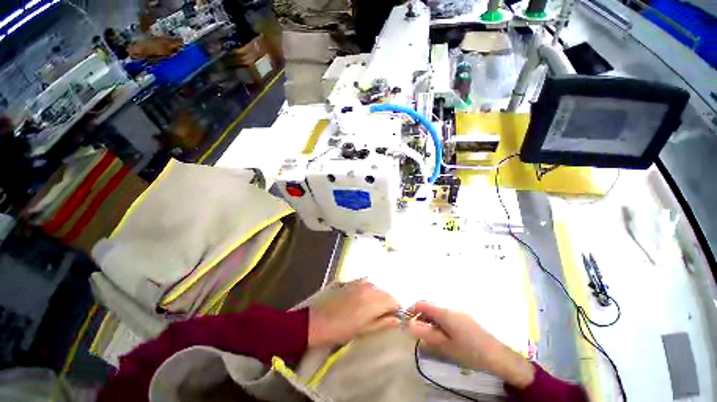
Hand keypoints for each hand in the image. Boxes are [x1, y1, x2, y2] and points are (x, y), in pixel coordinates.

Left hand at [308, 279, 399, 346]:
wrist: (314, 319)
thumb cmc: (339, 329)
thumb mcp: (363, 330)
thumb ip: (382, 323)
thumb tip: (397, 320)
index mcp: (374, 299)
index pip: (394, 300)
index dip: (396, 310)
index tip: (391, 319)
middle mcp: (369, 285)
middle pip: (385, 292)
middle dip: (386, 303)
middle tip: (378, 317)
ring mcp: (358, 281)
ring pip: (375, 288)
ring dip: (376, 297)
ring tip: (366, 310)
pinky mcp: (349, 280)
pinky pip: (364, 284)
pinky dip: (366, 292)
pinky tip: (357, 301)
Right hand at [406, 301, 534, 388]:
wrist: (498, 355)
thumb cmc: (469, 351)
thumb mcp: (444, 345)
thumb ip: (425, 333)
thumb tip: (407, 325)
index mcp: (444, 311)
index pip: (421, 303)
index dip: (411, 310)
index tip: (406, 321)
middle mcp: (450, 305)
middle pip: (429, 304)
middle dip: (420, 314)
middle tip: (417, 329)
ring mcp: (458, 308)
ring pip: (437, 307)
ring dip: (429, 316)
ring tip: (429, 332)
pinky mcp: (464, 314)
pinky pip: (445, 311)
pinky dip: (438, 318)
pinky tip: (442, 331)